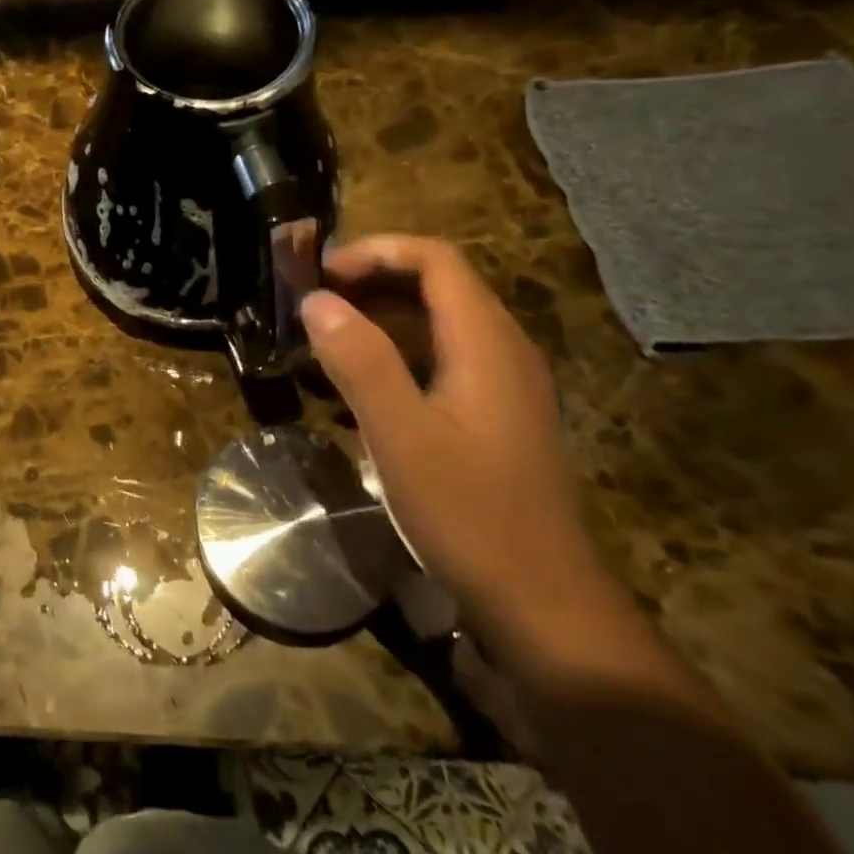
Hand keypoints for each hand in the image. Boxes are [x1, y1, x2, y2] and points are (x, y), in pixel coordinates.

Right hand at [300, 235, 607, 639]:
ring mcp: (504, 385)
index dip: (374, 252)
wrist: (541, 601)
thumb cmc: (469, 514)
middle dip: (371, 280)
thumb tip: (315, 301)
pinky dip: (397, 351)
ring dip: (380, 315)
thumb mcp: (401, 436)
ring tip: (325, 337)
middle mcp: (504, 350)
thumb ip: (359, 361)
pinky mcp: (496, 415)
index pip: (435, 260)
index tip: (319, 274)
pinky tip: (361, 386)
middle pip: (438, 284)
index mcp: (486, 343)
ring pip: (439, 322)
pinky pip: (442, 357)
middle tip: (312, 302)